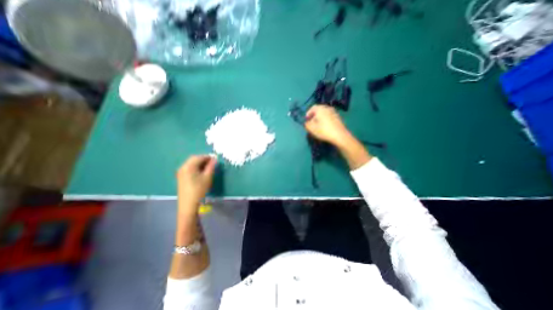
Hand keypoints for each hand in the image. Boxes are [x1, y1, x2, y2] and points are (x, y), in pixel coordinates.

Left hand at [177, 155, 214, 215]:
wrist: (188, 204)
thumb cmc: (199, 189)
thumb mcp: (207, 177)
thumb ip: (211, 166)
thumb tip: (215, 159)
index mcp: (189, 166)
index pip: (200, 157)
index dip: (208, 157)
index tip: (216, 159)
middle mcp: (183, 167)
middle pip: (194, 159)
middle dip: (204, 159)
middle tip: (212, 163)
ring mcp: (180, 172)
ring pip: (191, 163)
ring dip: (200, 163)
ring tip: (208, 168)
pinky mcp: (181, 177)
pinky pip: (189, 168)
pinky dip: (196, 167)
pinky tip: (201, 172)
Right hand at [304, 105, 350, 144]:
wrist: (340, 135)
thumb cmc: (324, 130)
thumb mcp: (311, 129)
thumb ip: (307, 124)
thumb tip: (307, 122)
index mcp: (320, 109)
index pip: (312, 108)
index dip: (308, 113)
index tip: (306, 119)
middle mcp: (327, 108)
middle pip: (319, 110)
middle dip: (314, 115)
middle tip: (311, 122)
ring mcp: (334, 112)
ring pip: (324, 113)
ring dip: (320, 118)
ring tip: (318, 125)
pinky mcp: (338, 118)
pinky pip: (329, 117)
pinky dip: (326, 120)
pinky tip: (325, 126)